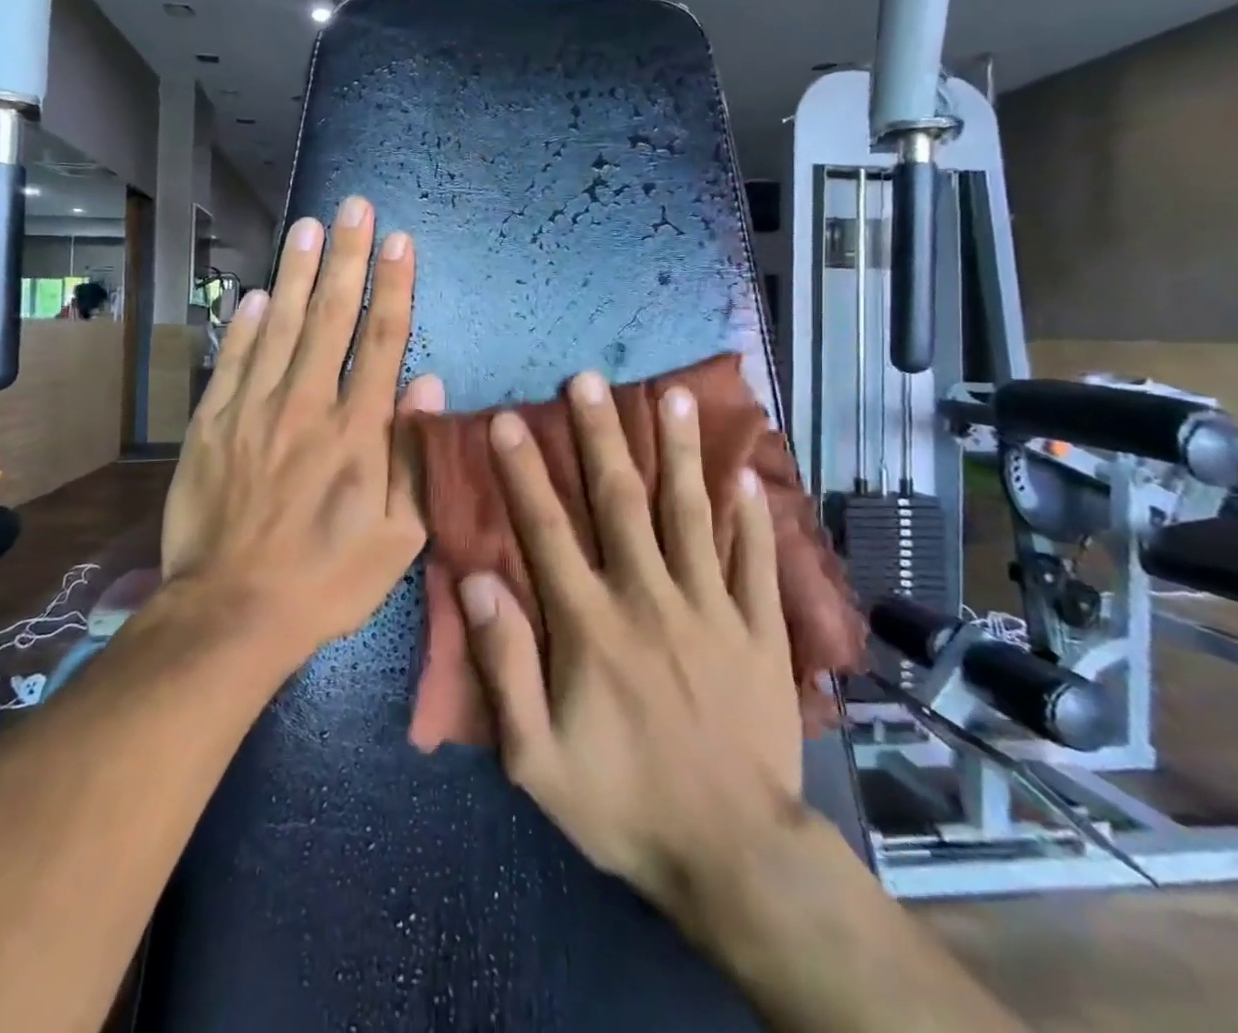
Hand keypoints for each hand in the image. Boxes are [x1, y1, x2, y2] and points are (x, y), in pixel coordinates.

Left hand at [158, 196, 443, 661]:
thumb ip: (416, 457)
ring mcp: (255, 409)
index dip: (394, 286)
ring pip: (282, 326)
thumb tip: (426, 383)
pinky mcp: (212, 423)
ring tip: (310, 226)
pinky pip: (233, 360)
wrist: (232, 612)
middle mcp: (308, 404)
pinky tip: (258, 291)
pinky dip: (246, 323)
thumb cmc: (327, 579)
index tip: (401, 241)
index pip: (382, 340)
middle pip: (333, 317)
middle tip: (355, 207)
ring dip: (299, 273)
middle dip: (348, 257)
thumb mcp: (399, 539)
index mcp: (359, 432)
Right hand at [458, 372, 805, 925]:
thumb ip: (503, 666)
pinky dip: (750, 516)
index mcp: (591, 625)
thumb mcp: (536, 757)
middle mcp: (649, 598)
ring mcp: (712, 608)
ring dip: (680, 451)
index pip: (547, 530)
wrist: (734, 856)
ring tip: (675, 396)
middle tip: (589, 380)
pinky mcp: (760, 631)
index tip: (510, 419)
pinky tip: (746, 475)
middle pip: (622, 501)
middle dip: (601, 435)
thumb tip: (477, 583)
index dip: (525, 471)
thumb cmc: (623, 805)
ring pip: (692, 513)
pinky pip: (755, 561)